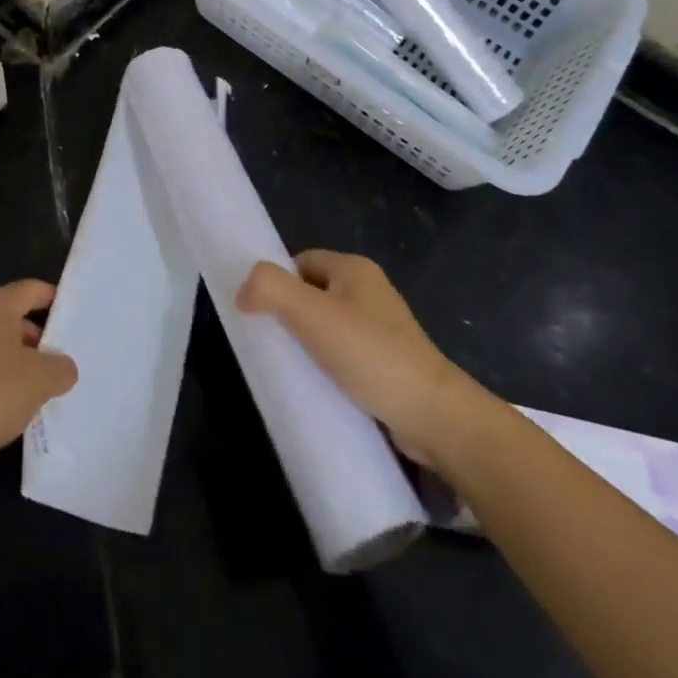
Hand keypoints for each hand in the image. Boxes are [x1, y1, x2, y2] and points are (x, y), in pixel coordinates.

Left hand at [0, 279, 77, 473]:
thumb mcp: (41, 381)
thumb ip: (61, 368)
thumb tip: (63, 367)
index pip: (33, 290)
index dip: (56, 302)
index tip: (74, 321)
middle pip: (14, 317)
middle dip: (38, 339)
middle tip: (60, 363)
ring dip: (16, 361)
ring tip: (36, 389)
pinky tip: (5, 405)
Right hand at [237, 250, 476, 466]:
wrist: (434, 416)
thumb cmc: (370, 354)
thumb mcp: (312, 314)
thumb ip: (271, 289)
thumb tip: (243, 289)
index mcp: (354, 268)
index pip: (300, 262)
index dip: (277, 282)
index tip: (259, 313)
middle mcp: (369, 291)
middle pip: (312, 293)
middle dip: (289, 315)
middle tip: (269, 343)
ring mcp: (381, 329)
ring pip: (327, 327)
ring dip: (307, 344)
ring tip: (289, 369)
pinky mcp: (386, 363)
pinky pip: (343, 355)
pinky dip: (326, 367)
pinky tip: (315, 388)